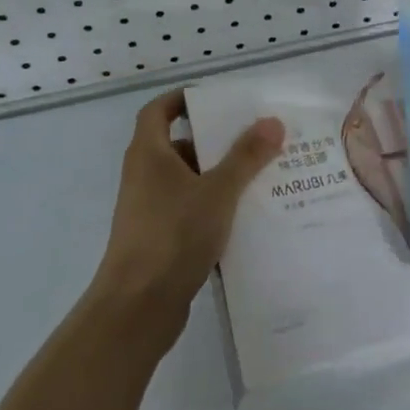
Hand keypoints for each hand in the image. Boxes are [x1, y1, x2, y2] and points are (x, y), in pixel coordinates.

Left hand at [91, 90, 284, 338]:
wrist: (136, 311)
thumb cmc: (172, 235)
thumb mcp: (218, 190)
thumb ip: (246, 156)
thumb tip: (273, 121)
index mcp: (149, 154)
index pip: (158, 110)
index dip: (183, 99)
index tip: (216, 98)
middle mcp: (144, 177)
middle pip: (179, 145)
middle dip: (215, 140)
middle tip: (253, 136)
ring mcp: (148, 211)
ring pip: (187, 181)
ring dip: (218, 176)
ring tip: (259, 173)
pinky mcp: (158, 241)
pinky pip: (189, 211)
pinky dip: (213, 207)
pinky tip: (246, 216)